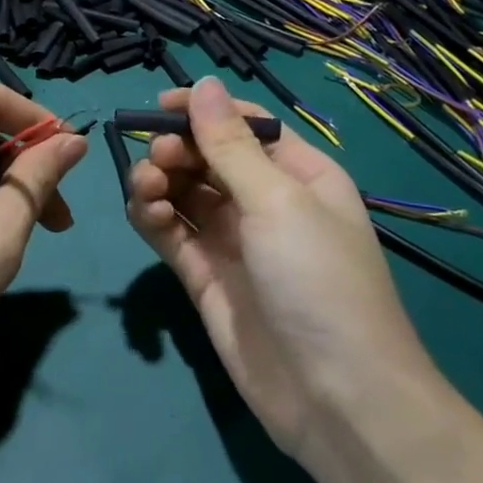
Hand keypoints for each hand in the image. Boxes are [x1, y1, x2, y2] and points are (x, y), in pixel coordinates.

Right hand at [126, 78, 436, 465]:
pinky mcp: (204, 276)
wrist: (335, 398)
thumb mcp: (279, 202)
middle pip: (207, 156)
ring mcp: (232, 240)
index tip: (159, 106)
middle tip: (160, 162)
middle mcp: (264, 200)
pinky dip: (152, 217)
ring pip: (183, 192)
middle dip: (177, 149)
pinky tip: (146, 215)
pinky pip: (171, 232)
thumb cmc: (319, 282)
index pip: (244, 124)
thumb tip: (204, 84)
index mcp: (299, 173)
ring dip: (158, 182)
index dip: (202, 110)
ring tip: (148, 191)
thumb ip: (231, 145)